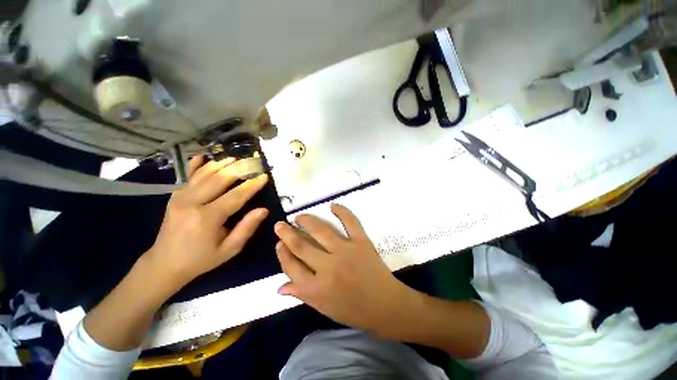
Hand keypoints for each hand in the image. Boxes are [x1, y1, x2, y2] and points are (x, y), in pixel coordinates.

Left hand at [146, 156, 268, 287]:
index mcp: (207, 218)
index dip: (252, 185)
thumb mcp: (229, 249)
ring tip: (235, 158)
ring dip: (220, 164)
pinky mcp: (175, 197)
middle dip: (237, 169)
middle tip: (252, 162)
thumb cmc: (201, 259)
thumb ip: (246, 228)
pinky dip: (195, 166)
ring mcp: (180, 198)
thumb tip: (263, 210)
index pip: (235, 196)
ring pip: (203, 175)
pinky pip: (187, 177)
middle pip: (218, 180)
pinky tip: (202, 156)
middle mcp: (192, 203)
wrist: (164, 264)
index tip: (264, 176)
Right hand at [274, 204, 420, 334]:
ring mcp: (345, 251)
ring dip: (307, 220)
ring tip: (299, 216)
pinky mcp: (361, 242)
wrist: (386, 306)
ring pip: (321, 230)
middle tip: (280, 224)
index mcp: (317, 288)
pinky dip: (342, 211)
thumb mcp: (324, 308)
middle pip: (301, 246)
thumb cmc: (354, 311)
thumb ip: (302, 295)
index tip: (279, 244)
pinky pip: (350, 222)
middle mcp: (328, 267)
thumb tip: (280, 287)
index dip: (282, 254)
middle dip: (287, 233)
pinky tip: (332, 205)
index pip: (291, 267)